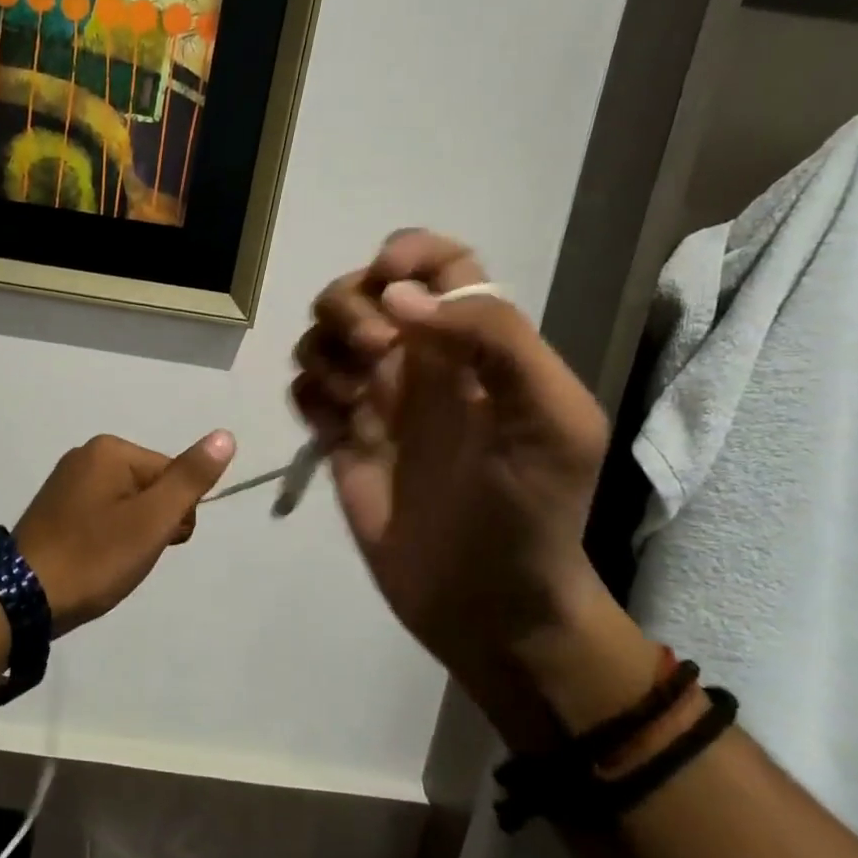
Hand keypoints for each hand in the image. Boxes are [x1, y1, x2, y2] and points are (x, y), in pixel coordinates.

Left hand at [13, 431, 235, 632]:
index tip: (156, 544)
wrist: (23, 597)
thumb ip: (190, 478)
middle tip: (129, 555)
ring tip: (110, 562)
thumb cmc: (95, 557)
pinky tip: (94, 560)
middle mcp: (85, 455)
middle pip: (149, 487)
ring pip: (127, 505)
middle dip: (152, 524)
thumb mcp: (152, 520)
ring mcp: (65, 481)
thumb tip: (225, 436)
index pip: (173, 476)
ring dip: (131, 535)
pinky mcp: (54, 508)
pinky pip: (101, 516)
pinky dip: (106, 539)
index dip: (175, 516)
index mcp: (109, 450)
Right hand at [292, 232, 626, 737]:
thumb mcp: (552, 423)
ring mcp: (376, 403)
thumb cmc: (532, 514)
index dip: (410, 253)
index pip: (441, 264)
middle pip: (363, 290)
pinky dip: (308, 394)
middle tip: (377, 356)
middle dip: (353, 306)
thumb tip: (401, 298)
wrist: (489, 604)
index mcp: (476, 347)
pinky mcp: (341, 441)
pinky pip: (305, 391)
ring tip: (351, 400)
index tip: (389, 282)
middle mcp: (422, 363)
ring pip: (324, 335)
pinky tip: (332, 426)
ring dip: (325, 348)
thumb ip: (494, 340)